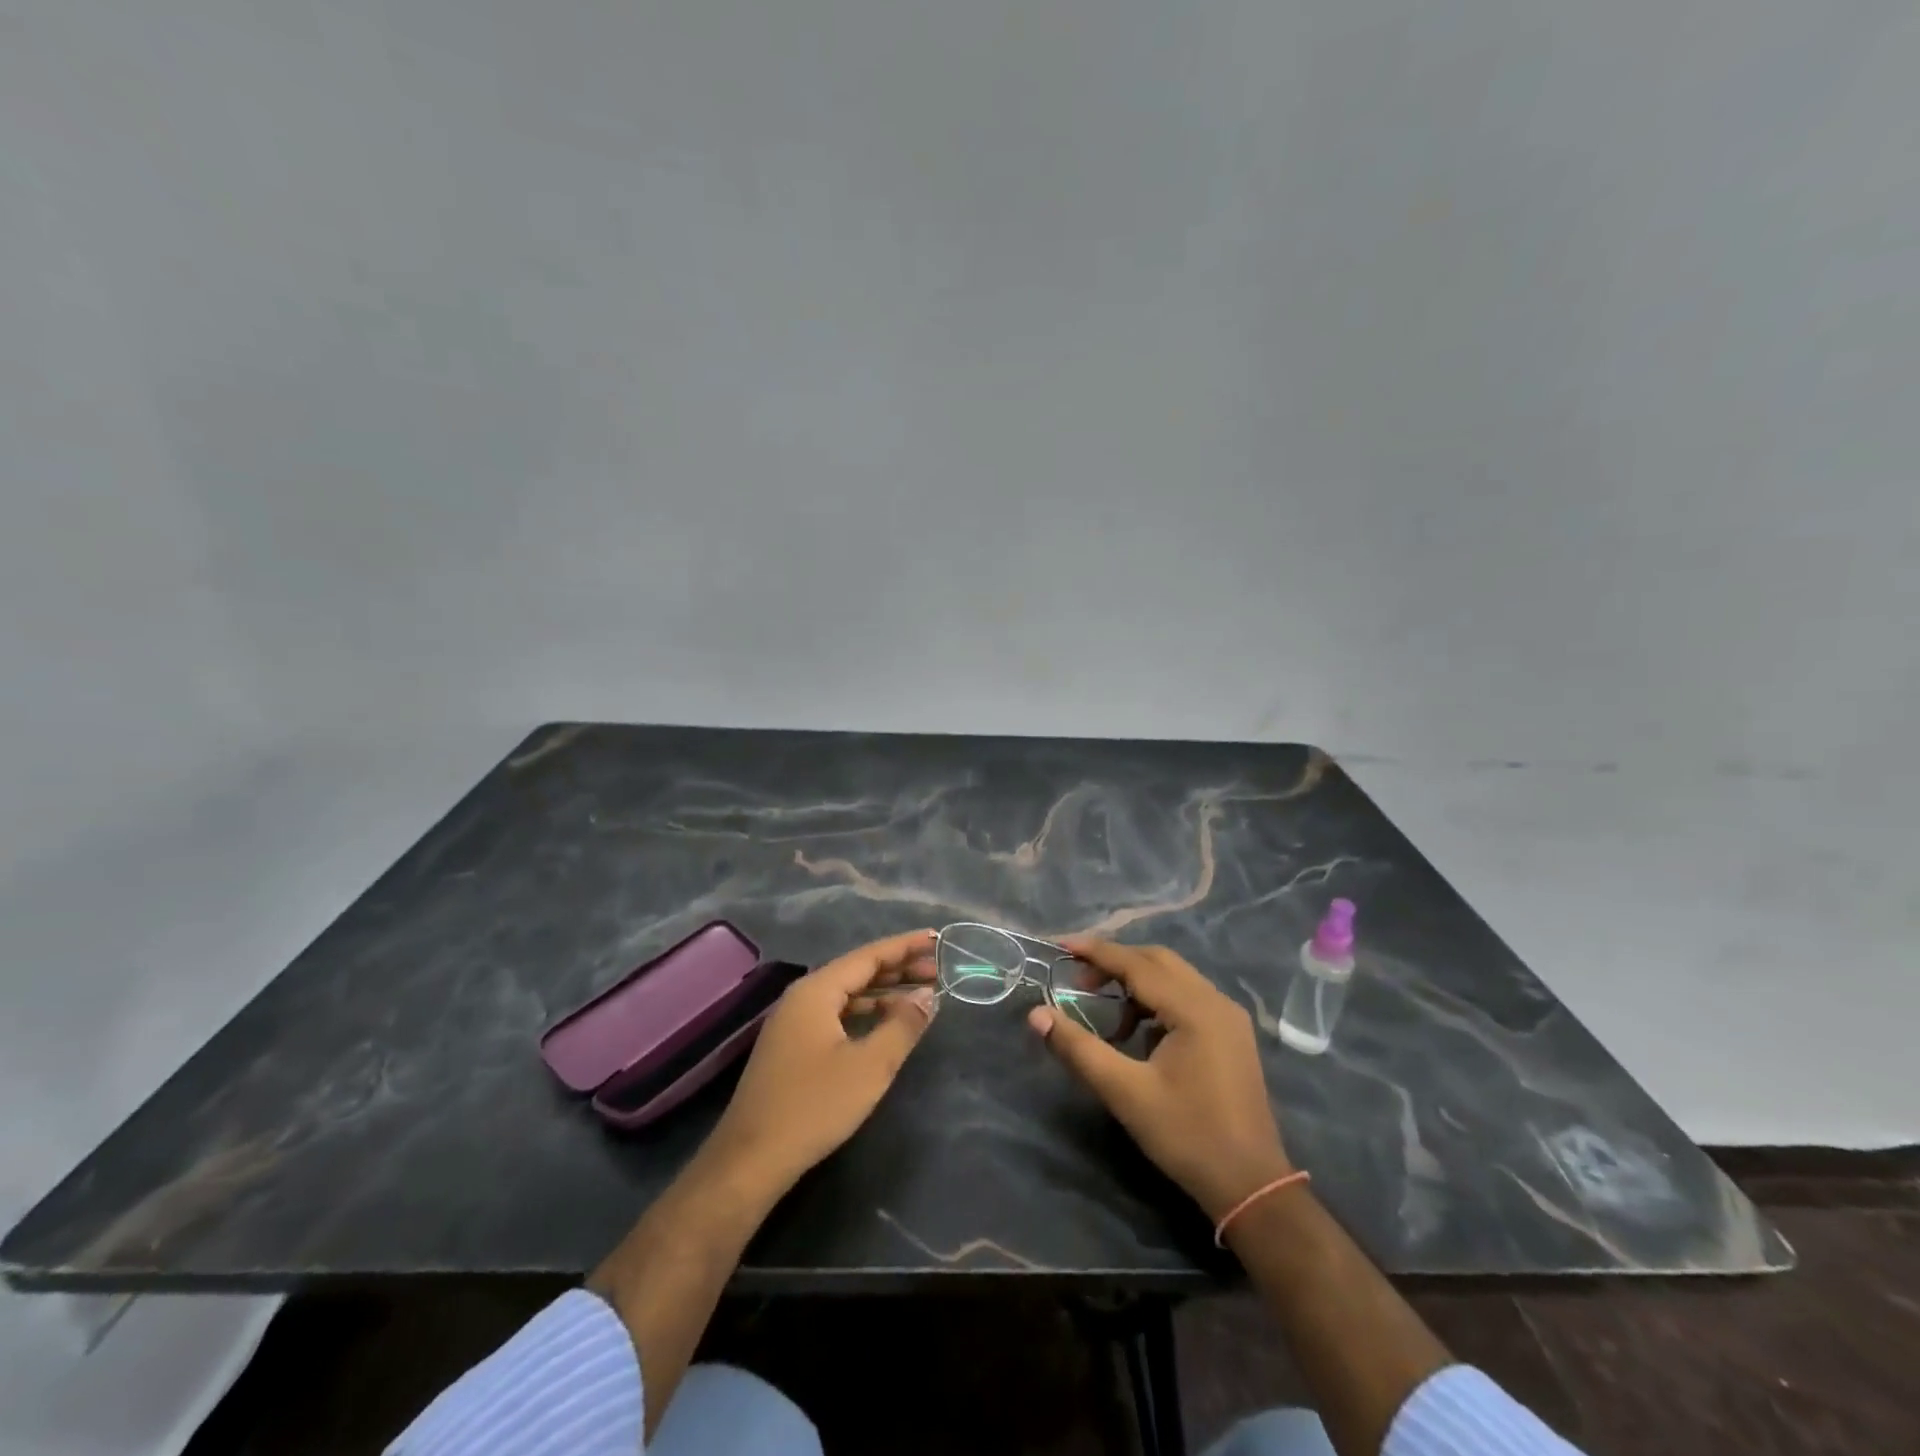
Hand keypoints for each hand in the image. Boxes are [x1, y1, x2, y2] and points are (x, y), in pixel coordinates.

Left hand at [704, 929, 938, 1200]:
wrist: (750, 1160)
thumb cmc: (814, 1106)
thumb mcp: (870, 1066)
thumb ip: (902, 1025)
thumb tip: (927, 995)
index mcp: (817, 991)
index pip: (868, 956)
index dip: (904, 946)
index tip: (936, 938)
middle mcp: (803, 997)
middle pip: (857, 972)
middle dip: (898, 969)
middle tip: (939, 969)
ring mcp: (794, 1023)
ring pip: (847, 995)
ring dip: (884, 993)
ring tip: (921, 994)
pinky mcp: (792, 1047)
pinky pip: (836, 1015)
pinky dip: (865, 1013)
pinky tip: (886, 1024)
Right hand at [1028, 938, 1291, 1221]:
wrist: (1251, 1186)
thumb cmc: (1186, 1136)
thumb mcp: (1124, 1092)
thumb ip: (1078, 1048)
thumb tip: (1036, 1015)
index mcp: (1194, 1009)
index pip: (1136, 963)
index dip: (1095, 951)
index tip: (1059, 945)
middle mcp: (1216, 1001)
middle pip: (1157, 961)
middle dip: (1115, 962)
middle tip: (1078, 979)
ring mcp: (1229, 1017)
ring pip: (1174, 977)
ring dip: (1136, 982)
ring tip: (1105, 1009)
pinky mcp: (1232, 1035)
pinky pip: (1188, 997)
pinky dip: (1157, 1000)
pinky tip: (1138, 1032)